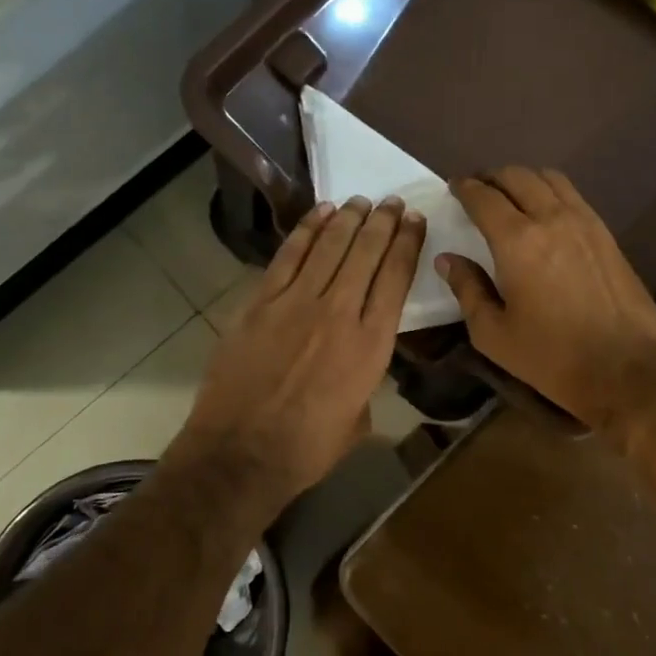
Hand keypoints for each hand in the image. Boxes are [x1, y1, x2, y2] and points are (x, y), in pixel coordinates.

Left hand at [172, 195, 424, 515]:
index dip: (408, 244)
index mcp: (371, 345)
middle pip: (367, 253)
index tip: (415, 221)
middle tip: (392, 202)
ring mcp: (296, 302)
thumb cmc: (307, 448)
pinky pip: (288, 255)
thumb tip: (361, 357)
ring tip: (361, 201)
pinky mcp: (261, 302)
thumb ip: (367, 378)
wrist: (240, 453)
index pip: (396, 278)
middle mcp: (339, 313)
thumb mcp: (359, 418)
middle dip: (383, 222)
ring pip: (330, 246)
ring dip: (349, 219)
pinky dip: (307, 230)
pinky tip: (320, 213)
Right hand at [437, 168, 655, 435]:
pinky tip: (545, 212)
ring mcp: (584, 222)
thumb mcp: (494, 334)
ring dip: (524, 179)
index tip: (454, 187)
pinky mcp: (606, 234)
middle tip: (478, 190)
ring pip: (549, 178)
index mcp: (517, 241)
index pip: (484, 197)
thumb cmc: (552, 357)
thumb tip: (448, 259)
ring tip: (511, 195)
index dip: (465, 187)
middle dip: (492, 177)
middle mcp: (551, 218)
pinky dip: (551, 192)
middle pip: (517, 176)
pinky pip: (573, 196)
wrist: (628, 369)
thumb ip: (468, 290)